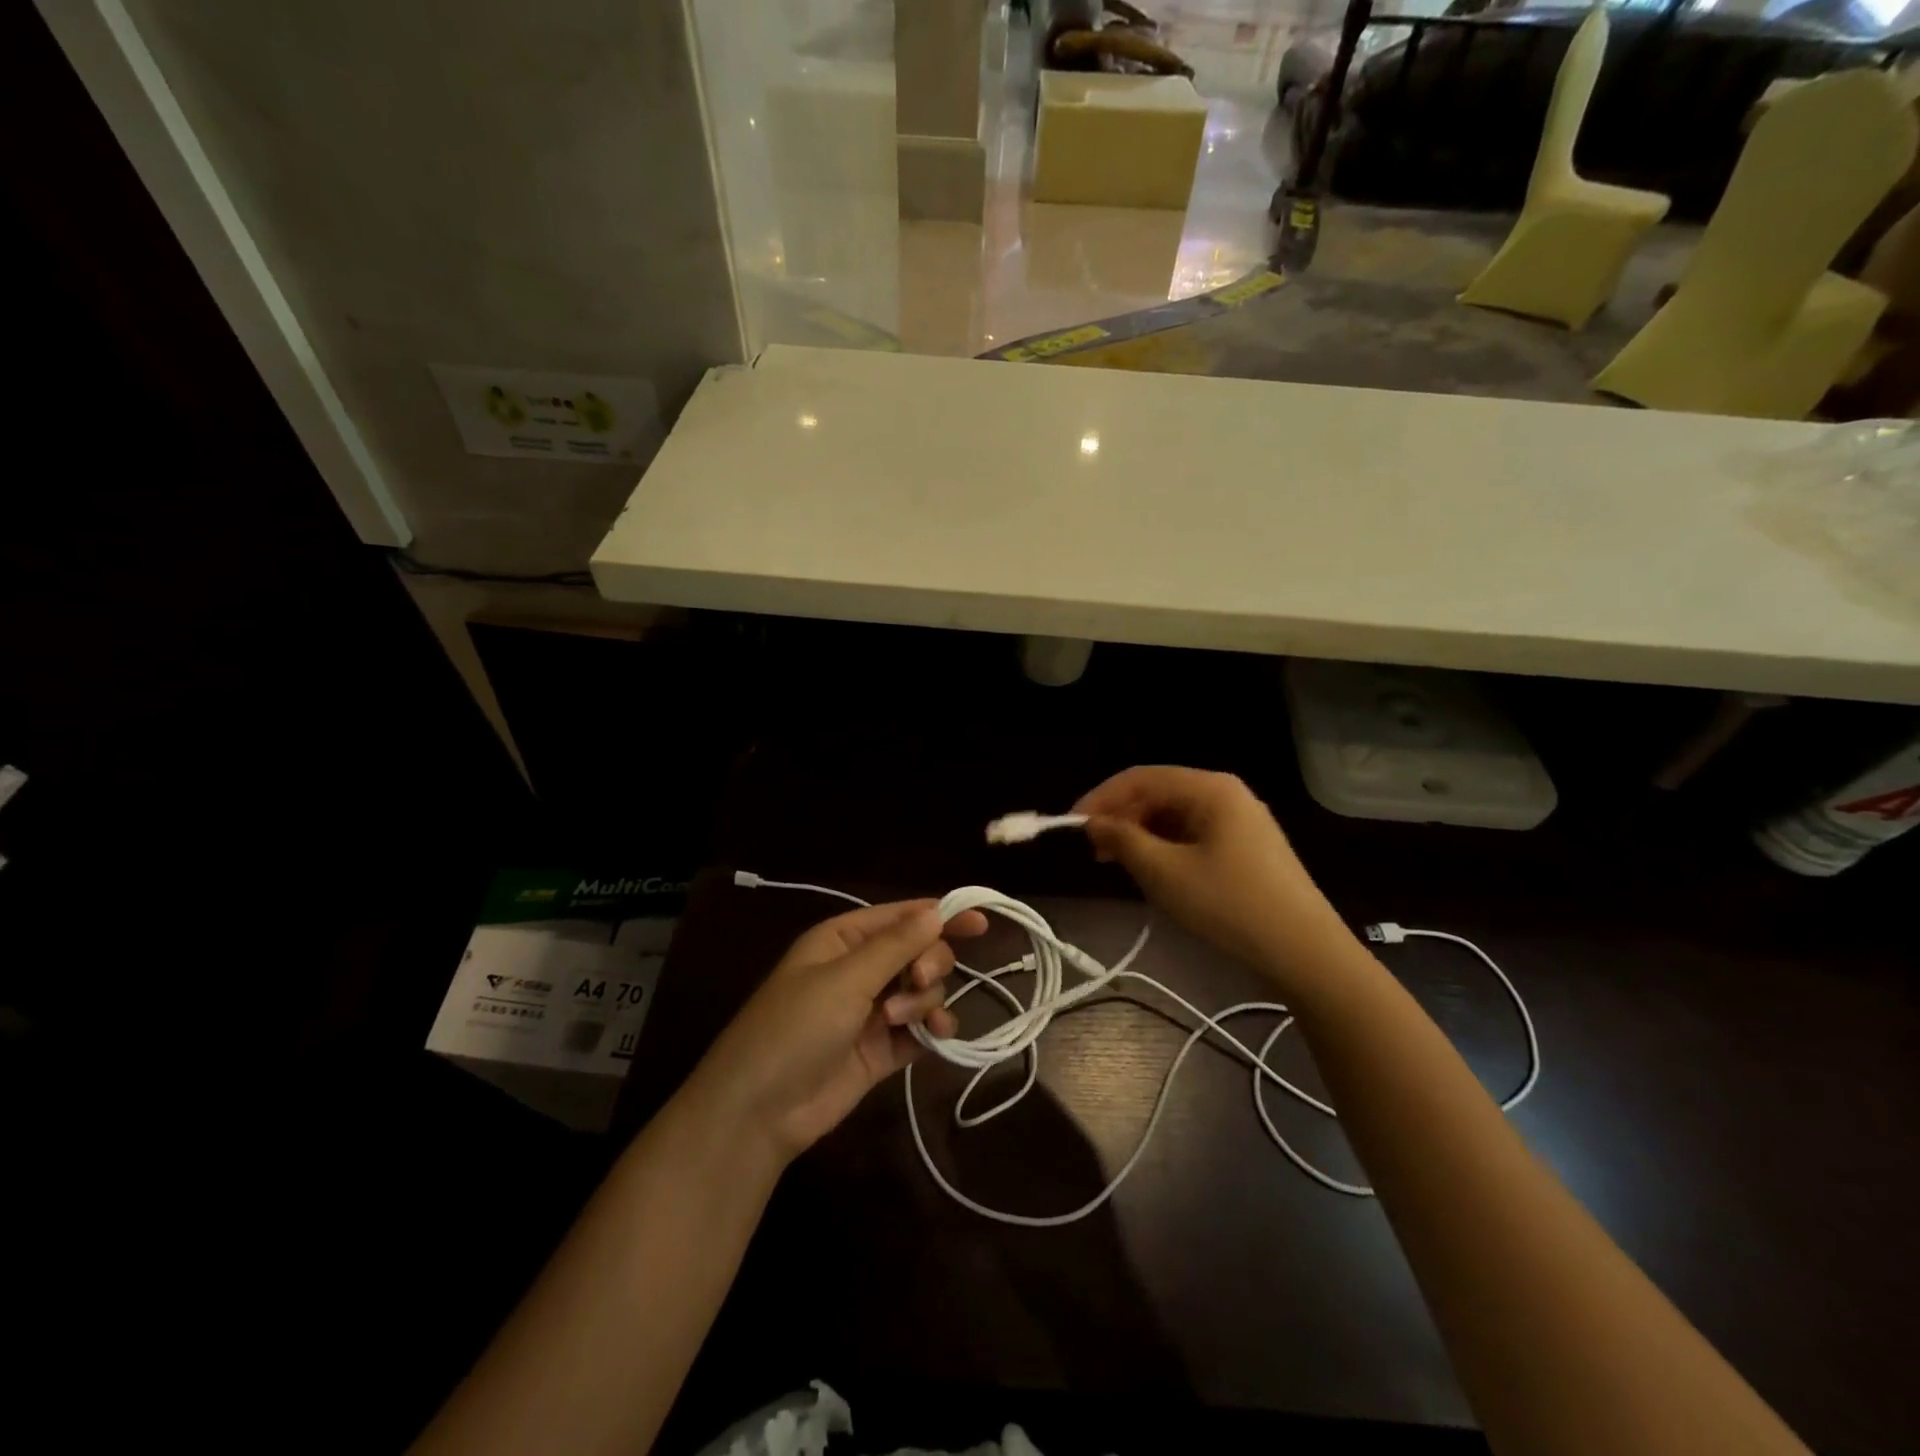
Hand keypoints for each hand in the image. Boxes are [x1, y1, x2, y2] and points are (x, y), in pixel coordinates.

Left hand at [686, 900, 987, 1164]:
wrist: (760, 1110)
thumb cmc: (796, 1027)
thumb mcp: (845, 979)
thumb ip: (896, 946)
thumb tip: (936, 911)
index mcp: (844, 939)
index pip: (902, 917)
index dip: (941, 916)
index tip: (980, 923)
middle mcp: (861, 969)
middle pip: (919, 951)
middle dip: (928, 963)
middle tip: (917, 980)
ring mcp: (872, 1010)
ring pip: (923, 990)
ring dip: (923, 1000)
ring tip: (898, 1022)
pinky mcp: (882, 1049)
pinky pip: (921, 1027)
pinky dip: (932, 1028)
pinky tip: (937, 1036)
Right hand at [1075, 766, 1349, 985]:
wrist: (1305, 953)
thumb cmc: (1230, 905)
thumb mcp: (1165, 873)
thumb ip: (1123, 841)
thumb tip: (1094, 824)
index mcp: (1210, 788)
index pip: (1141, 777)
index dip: (1101, 798)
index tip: (1070, 826)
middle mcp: (1226, 794)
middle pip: (1159, 793)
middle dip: (1121, 817)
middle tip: (1093, 851)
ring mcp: (1241, 821)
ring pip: (1175, 816)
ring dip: (1141, 834)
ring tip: (1117, 864)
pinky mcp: (1247, 847)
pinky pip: (1194, 835)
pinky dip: (1166, 847)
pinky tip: (1153, 872)